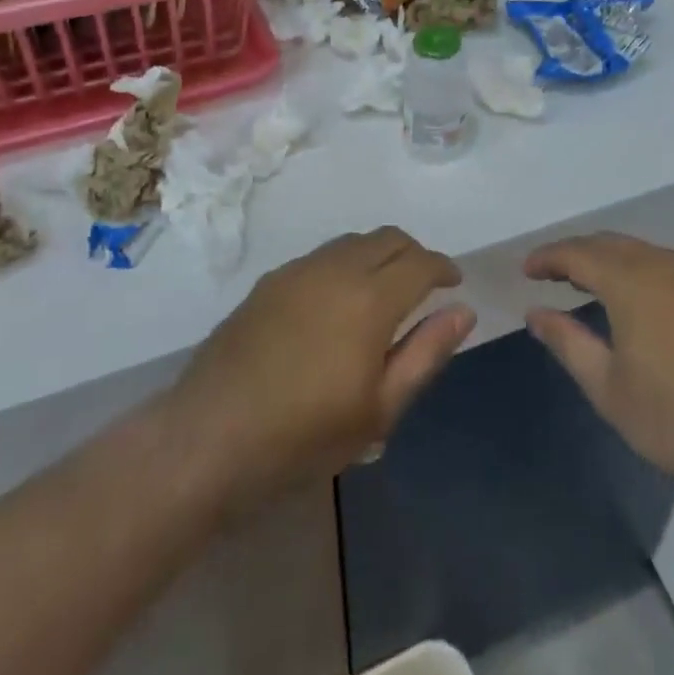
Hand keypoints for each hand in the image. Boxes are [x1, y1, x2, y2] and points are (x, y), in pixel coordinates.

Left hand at [169, 228, 473, 513]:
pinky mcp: (270, 281)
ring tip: (384, 290)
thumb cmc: (304, 435)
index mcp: (371, 298)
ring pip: (353, 241)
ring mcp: (298, 270)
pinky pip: (322, 256)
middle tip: (424, 285)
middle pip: (388, 238)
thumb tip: (463, 311)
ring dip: (379, 254)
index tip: (454, 283)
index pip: (420, 261)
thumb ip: (425, 353)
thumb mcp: (379, 409)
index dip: (443, 267)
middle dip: (415, 253)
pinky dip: (346, 263)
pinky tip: (337, 301)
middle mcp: (336, 268)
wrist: (209, 436)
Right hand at [524, 234, 673, 502]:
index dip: (547, 257)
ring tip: (584, 283)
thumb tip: (536, 313)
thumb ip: (568, 342)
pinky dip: (634, 270)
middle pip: (608, 243)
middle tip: (550, 273)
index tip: (526, 269)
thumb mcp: (608, 386)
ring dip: (607, 260)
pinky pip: (662, 265)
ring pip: (639, 252)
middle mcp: (662, 263)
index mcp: (630, 279)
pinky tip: (631, 299)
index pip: (577, 252)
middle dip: (575, 253)